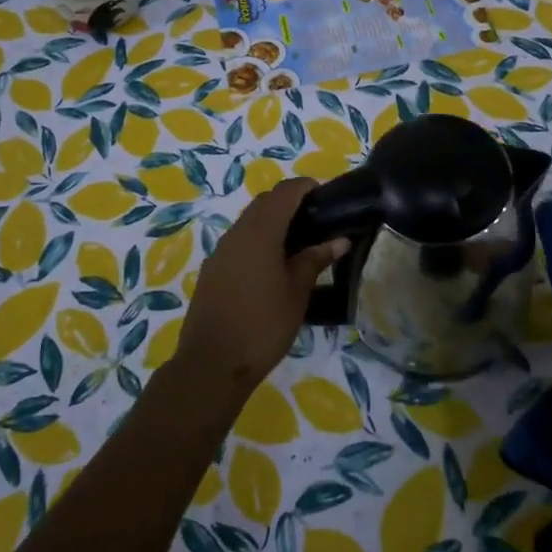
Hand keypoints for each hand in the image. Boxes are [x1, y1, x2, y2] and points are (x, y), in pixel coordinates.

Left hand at [175, 178, 347, 403]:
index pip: (284, 193)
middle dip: (289, 202)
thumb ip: (315, 260)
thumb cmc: (263, 325)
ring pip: (249, 221)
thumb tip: (339, 240)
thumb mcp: (297, 292)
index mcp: (261, 232)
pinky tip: (272, 264)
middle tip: (316, 218)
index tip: (326, 195)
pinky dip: (257, 239)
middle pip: (264, 203)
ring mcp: (220, 251)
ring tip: (298, 242)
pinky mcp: (212, 269)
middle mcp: (237, 233)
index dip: (305, 187)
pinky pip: (238, 241)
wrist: (212, 363)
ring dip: (272, 221)